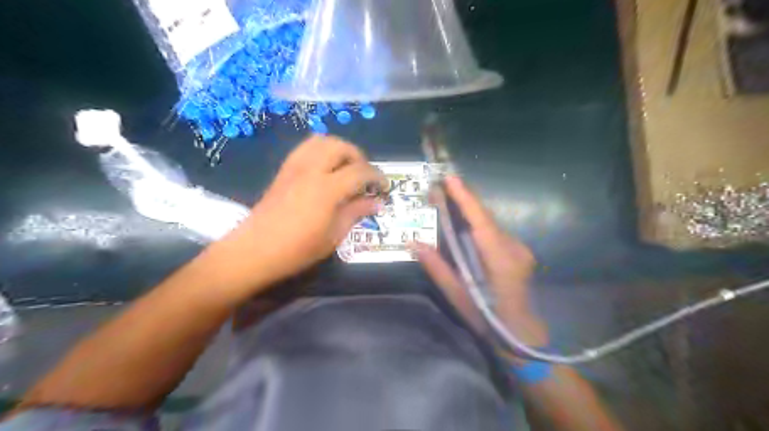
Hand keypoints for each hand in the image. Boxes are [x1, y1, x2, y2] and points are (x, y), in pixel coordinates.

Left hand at [216, 135, 383, 288]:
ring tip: (346, 169)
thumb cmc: (297, 249)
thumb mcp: (333, 235)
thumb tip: (377, 202)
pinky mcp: (284, 170)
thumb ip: (356, 213)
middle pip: (341, 146)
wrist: (254, 251)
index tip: (385, 187)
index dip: (377, 177)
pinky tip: (325, 170)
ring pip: (321, 141)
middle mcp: (311, 170)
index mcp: (327, 188)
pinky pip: (306, 148)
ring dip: (339, 149)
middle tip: (364, 177)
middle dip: (359, 157)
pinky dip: (322, 151)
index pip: (360, 171)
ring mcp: (294, 167)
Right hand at [415, 176, 545, 348]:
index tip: (450, 179)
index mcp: (500, 261)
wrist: (522, 334)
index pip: (481, 223)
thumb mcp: (458, 296)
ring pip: (490, 223)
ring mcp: (520, 249)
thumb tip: (414, 243)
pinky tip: (462, 222)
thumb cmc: (488, 319)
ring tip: (446, 199)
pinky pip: (494, 231)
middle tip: (440, 186)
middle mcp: (514, 249)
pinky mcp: (519, 251)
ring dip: (469, 211)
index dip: (466, 199)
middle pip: (486, 218)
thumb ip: (437, 268)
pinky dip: (477, 223)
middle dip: (464, 199)